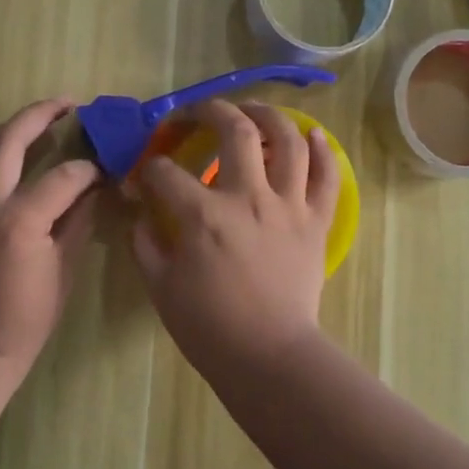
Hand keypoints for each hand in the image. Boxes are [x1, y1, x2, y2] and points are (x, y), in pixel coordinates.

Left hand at [0, 99, 100, 368]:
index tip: (102, 168)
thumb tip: (95, 183)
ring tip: (38, 121)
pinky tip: (3, 149)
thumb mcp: (64, 268)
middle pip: (10, 138)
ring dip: (11, 127)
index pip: (63, 175)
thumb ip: (78, 217)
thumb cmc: (26, 316)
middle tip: (68, 103)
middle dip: (42, 114)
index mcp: (18, 220)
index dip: (88, 169)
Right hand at [132, 101, 339, 374]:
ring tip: (253, 110)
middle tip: (197, 113)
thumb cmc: (210, 327)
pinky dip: (323, 151)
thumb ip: (146, 243)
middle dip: (209, 110)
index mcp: (203, 214)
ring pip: (287, 140)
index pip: (166, 172)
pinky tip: (312, 134)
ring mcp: (288, 205)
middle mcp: (248, 196)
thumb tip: (141, 213)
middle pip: (234, 129)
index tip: (143, 176)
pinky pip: (327, 177)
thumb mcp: (161, 287)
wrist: (270, 357)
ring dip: (268, 115)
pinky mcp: (315, 221)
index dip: (148, 168)